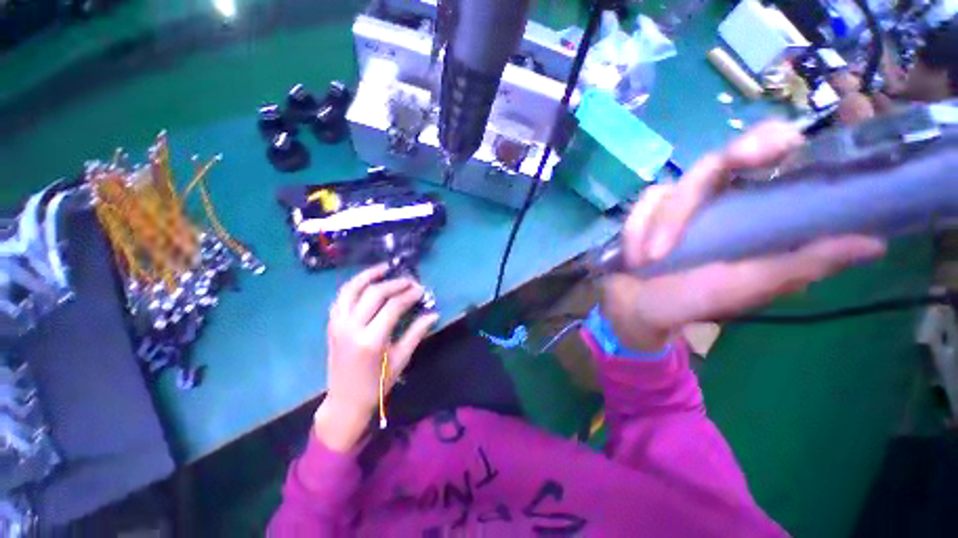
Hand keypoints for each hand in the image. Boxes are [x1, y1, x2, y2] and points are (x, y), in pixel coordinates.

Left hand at [315, 264, 438, 450]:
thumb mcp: (401, 358)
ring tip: (384, 268)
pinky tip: (365, 282)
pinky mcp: (331, 325)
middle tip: (410, 281)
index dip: (409, 294)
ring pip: (351, 289)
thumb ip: (417, 332)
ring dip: (368, 275)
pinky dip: (353, 286)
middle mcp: (351, 327)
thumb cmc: (377, 383)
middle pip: (374, 293)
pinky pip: (340, 298)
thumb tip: (434, 314)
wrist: (345, 400)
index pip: (393, 306)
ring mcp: (337, 324)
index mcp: (371, 339)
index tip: (421, 289)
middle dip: (395, 284)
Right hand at [604, 122, 886, 350]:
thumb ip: (799, 266)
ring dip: (655, 227)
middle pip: (712, 164)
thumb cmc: (692, 300)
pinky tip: (634, 257)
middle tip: (704, 205)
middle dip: (695, 190)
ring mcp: (675, 205)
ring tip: (647, 261)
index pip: (765, 156)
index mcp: (750, 211)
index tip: (778, 148)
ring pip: (668, 191)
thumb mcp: (747, 286)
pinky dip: (635, 232)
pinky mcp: (644, 213)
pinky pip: (639, 209)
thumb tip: (874, 243)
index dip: (769, 141)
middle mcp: (715, 199)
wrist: (637, 305)